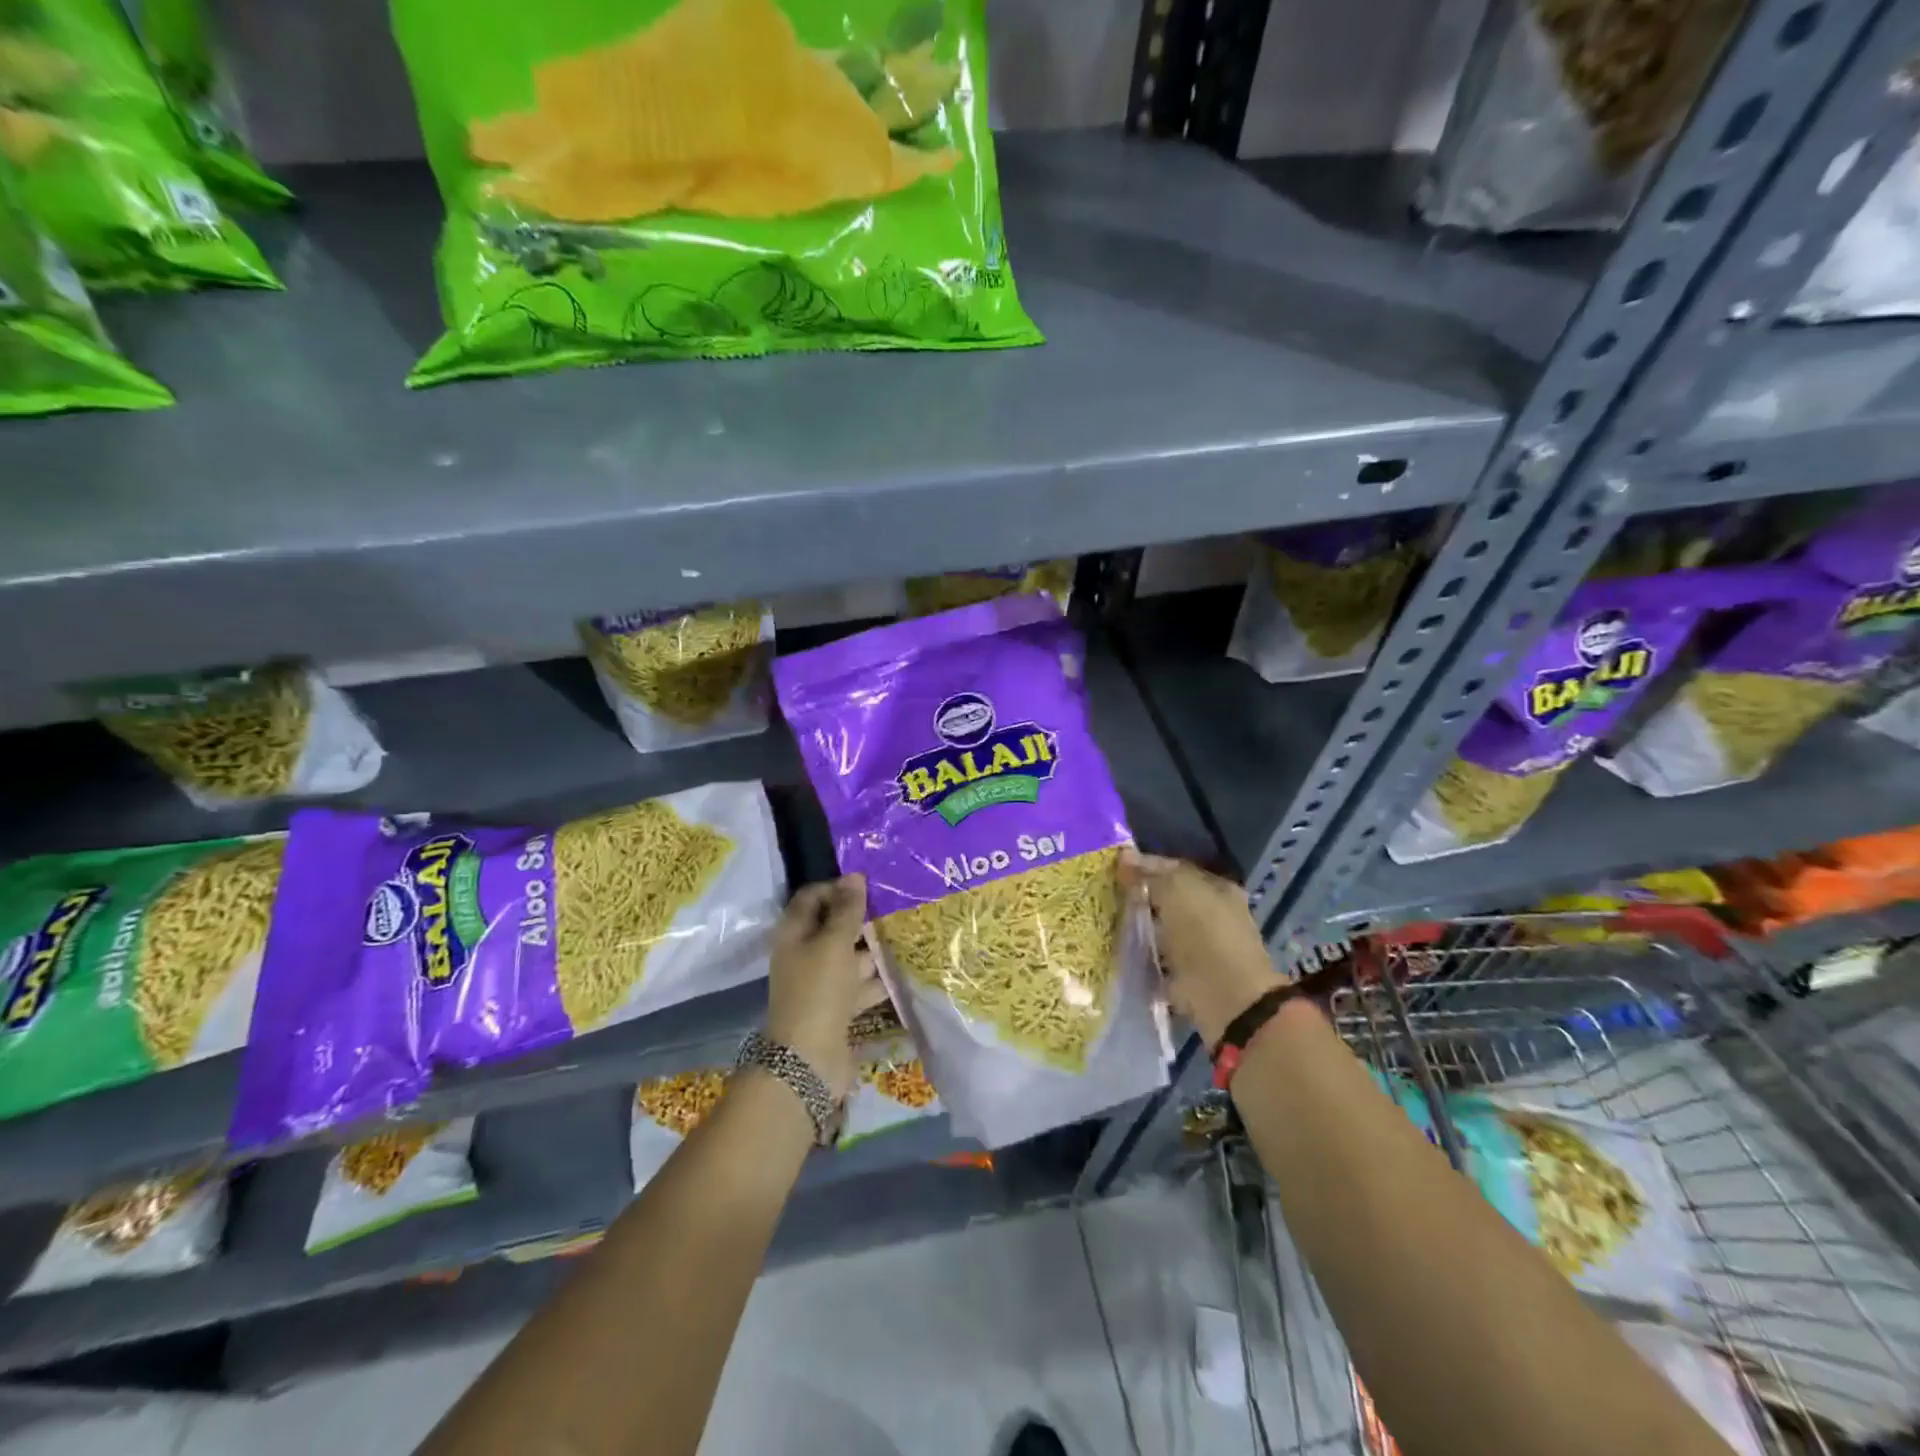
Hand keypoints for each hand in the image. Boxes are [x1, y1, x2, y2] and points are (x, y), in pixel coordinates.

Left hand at [765, 874, 883, 1099]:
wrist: (809, 1061)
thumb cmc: (818, 992)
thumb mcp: (833, 944)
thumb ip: (846, 910)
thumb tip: (854, 876)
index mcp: (794, 934)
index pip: (812, 897)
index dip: (837, 887)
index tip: (869, 885)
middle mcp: (805, 954)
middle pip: (833, 926)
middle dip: (861, 918)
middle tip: (895, 906)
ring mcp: (821, 983)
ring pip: (849, 956)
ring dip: (873, 949)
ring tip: (907, 933)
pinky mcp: (837, 1008)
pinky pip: (860, 985)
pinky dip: (878, 979)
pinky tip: (904, 969)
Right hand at [1118, 849, 1280, 1045]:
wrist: (1227, 999)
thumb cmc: (1205, 935)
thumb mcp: (1176, 891)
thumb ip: (1149, 874)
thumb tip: (1123, 856)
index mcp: (1215, 888)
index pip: (1173, 868)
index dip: (1143, 865)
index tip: (1113, 868)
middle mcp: (1211, 915)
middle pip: (1166, 898)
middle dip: (1138, 896)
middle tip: (1105, 894)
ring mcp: (1200, 947)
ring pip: (1160, 928)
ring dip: (1138, 926)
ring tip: (1106, 921)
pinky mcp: (1186, 977)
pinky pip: (1156, 959)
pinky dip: (1140, 956)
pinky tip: (1117, 950)